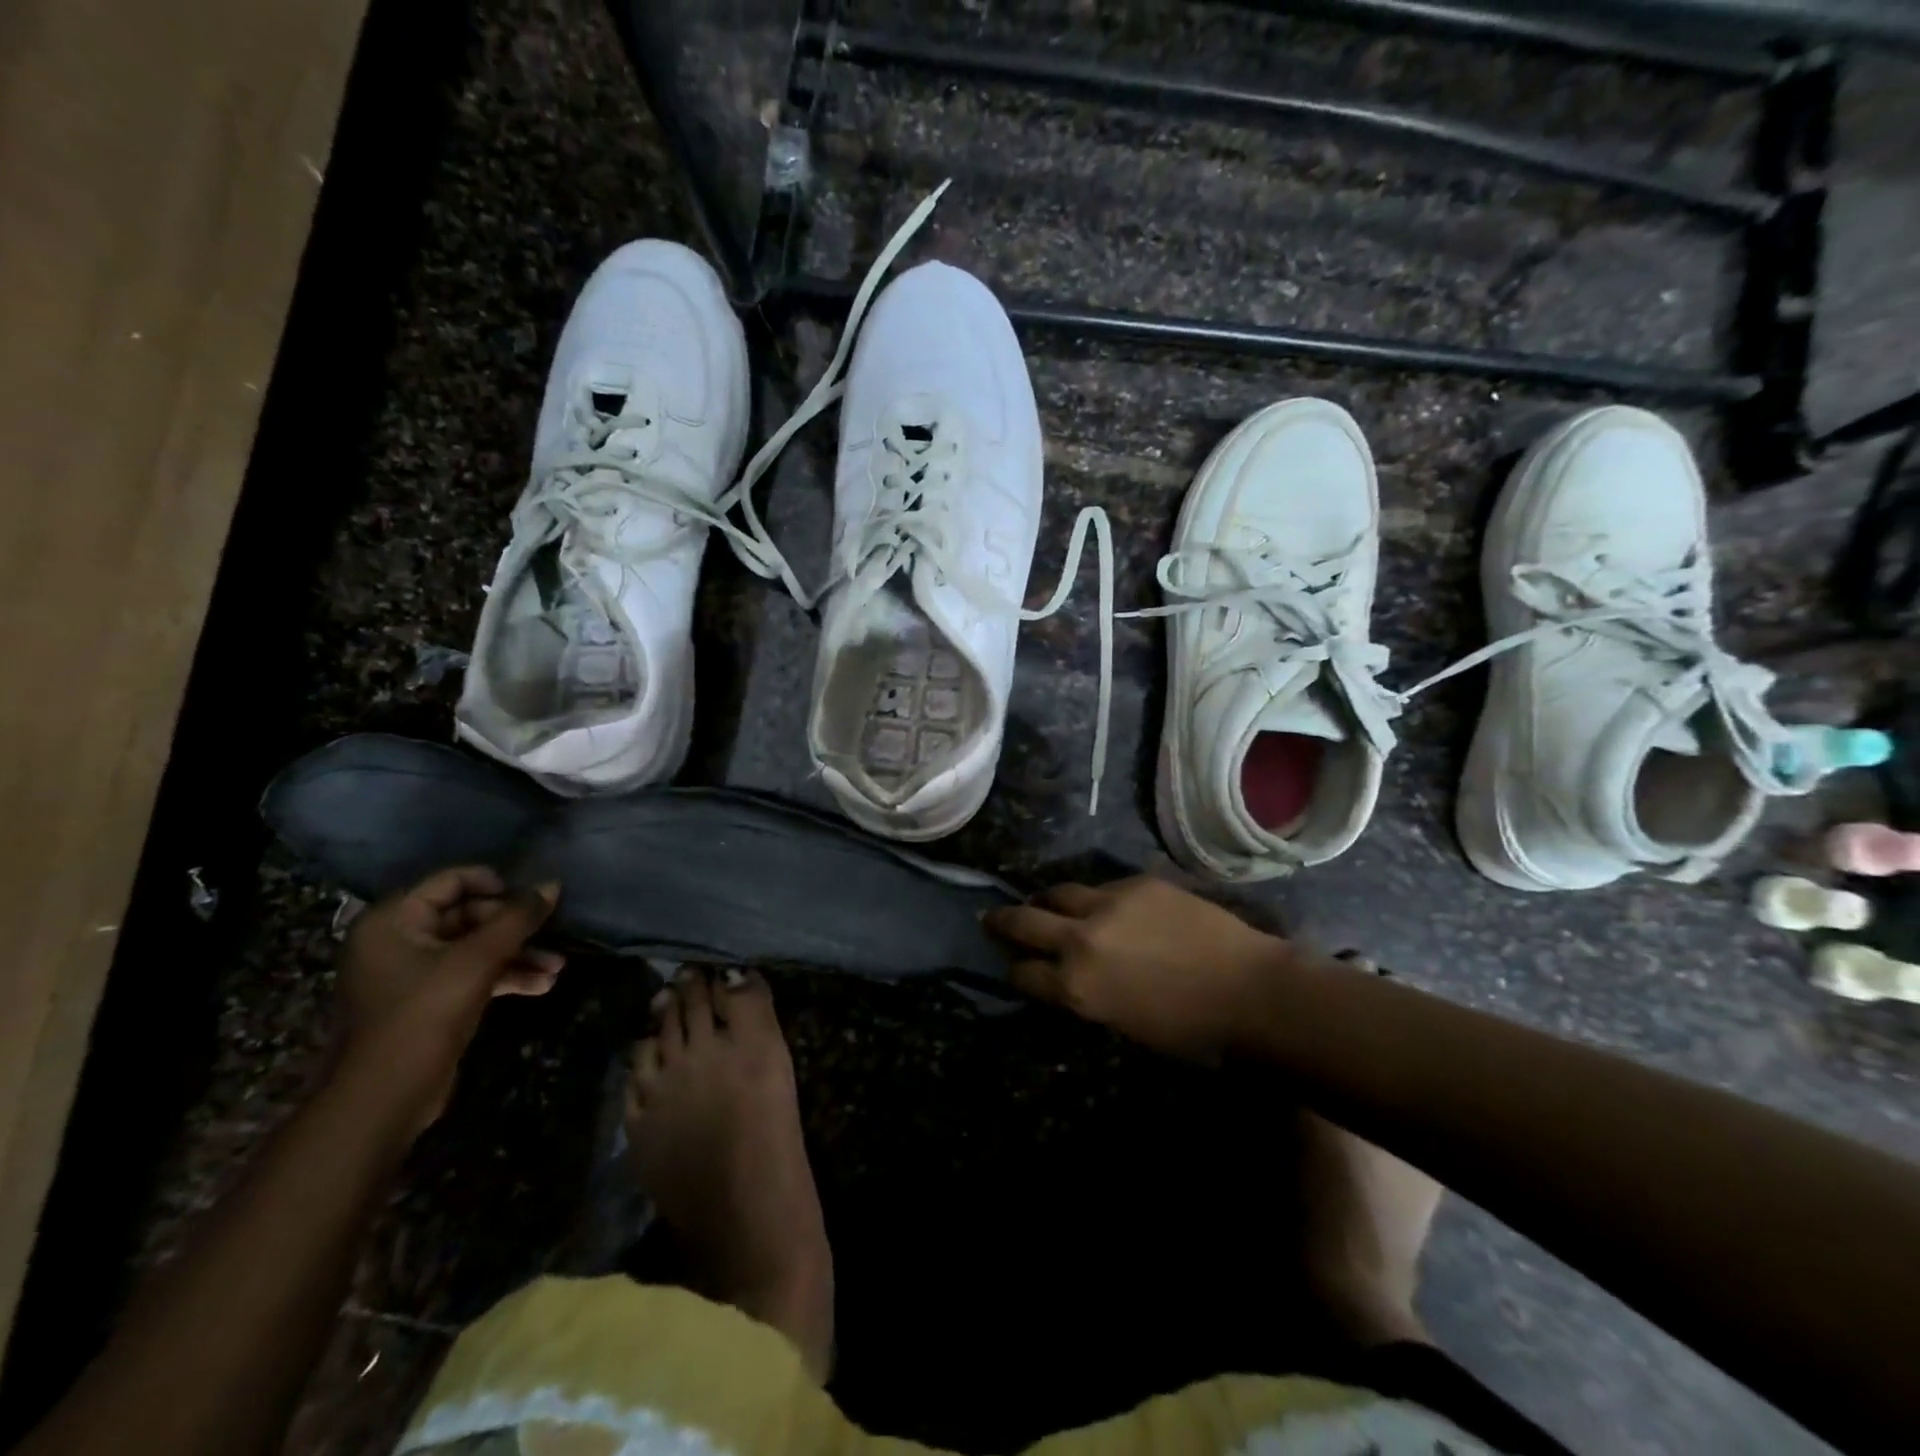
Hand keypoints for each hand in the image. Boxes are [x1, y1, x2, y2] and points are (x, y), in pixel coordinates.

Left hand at [333, 867, 563, 1131]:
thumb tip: (552, 885)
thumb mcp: (478, 960)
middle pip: (468, 914)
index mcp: (394, 921)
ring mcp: (412, 973)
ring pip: (476, 948)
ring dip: (518, 954)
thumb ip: (517, 919)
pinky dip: (505, 976)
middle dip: (515, 928)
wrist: (384, 1098)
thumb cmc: (423, 1015)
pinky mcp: (428, 1001)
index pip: (452, 880)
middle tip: (553, 935)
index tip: (533, 899)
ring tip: (557, 967)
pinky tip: (542, 986)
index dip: (496, 884)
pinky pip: (472, 974)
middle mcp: (398, 940)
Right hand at [984, 875, 1284, 1057]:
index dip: (1014, 971)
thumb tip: (1069, 979)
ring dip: (1047, 902)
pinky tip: (1107, 906)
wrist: (1251, 994)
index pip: (1022, 974)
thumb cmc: (1192, 1034)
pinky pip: (1102, 887)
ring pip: (1059, 892)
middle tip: (992, 918)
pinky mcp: (1137, 883)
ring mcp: (1108, 904)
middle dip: (1003, 921)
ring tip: (1046, 904)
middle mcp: (1080, 940)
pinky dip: (1095, 898)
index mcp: (1075, 988)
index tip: (1012, 965)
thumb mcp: (1122, 1025)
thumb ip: (1087, 996)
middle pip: (1024, 921)